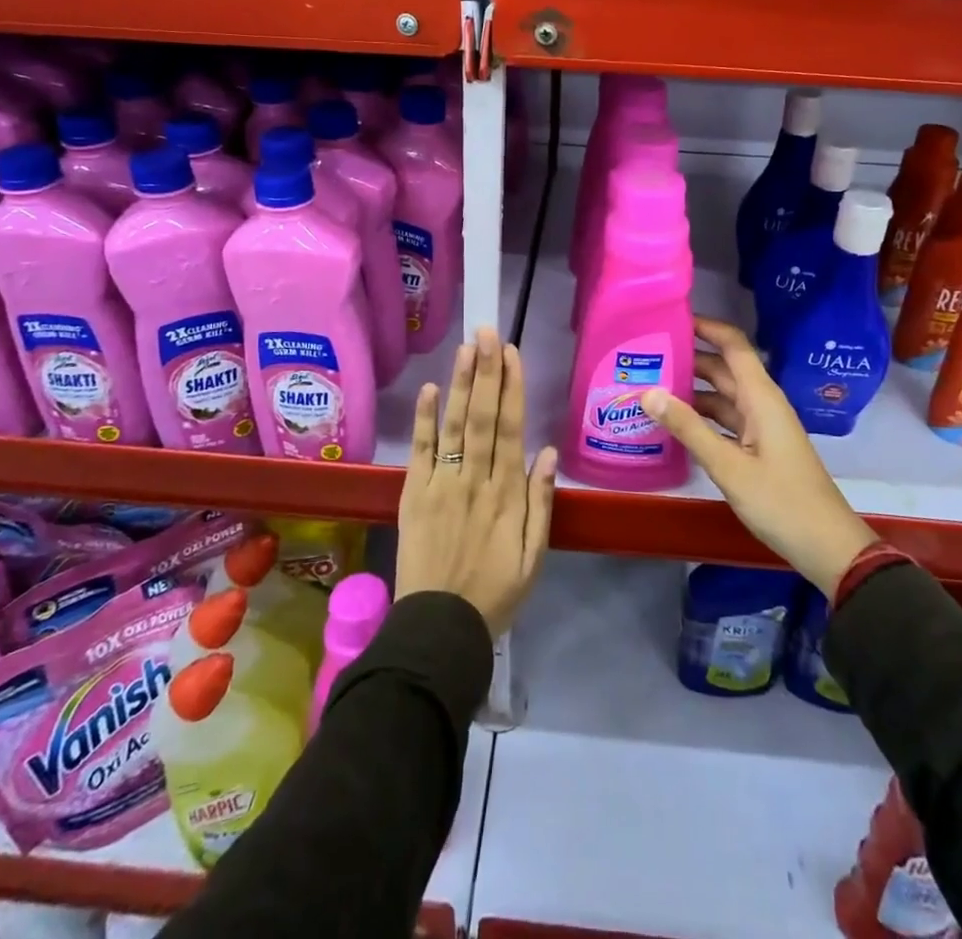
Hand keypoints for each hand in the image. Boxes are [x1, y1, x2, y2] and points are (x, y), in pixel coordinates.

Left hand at [397, 327, 558, 637]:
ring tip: (466, 348)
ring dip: (461, 384)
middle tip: (488, 331)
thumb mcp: (535, 557)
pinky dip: (425, 419)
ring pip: (455, 425)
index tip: (512, 353)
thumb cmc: (495, 593)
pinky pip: (421, 451)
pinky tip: (429, 389)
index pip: (512, 429)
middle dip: (487, 372)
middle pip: (483, 417)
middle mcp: (476, 479)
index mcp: (508, 494)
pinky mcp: (414, 494)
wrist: (440, 628)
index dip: (512, 388)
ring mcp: (442, 484)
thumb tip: (547, 453)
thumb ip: (542, 503)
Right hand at [642, 317, 879, 595]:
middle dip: (688, 357)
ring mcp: (761, 426)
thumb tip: (647, 391)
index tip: (670, 318)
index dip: (706, 326)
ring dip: (691, 389)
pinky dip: (700, 416)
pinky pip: (725, 419)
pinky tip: (673, 423)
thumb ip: (688, 428)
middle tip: (645, 354)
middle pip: (723, 367)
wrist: (827, 546)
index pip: (733, 344)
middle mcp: (762, 403)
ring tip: (649, 384)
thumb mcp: (729, 466)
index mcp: (761, 397)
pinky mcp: (758, 447)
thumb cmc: (781, 502)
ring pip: (722, 395)